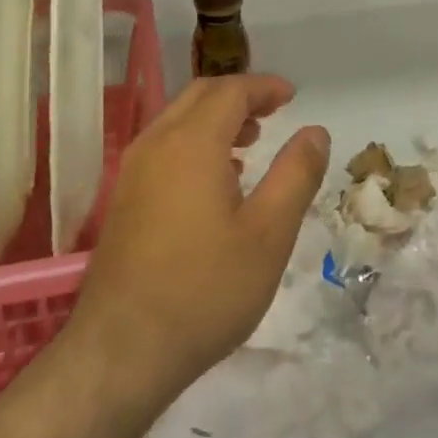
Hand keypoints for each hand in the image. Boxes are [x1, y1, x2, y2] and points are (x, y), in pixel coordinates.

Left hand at [67, 74, 329, 406]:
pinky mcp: (124, 199)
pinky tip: (216, 179)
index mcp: (192, 143)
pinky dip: (194, 141)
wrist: (122, 350)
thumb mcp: (269, 234)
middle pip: (199, 97)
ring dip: (215, 118)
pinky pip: (164, 147)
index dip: (264, 87)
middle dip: (239, 95)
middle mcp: (156, 144)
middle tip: (274, 111)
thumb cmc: (205, 290)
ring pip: (177, 120)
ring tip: (251, 142)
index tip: (292, 96)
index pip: (230, 91)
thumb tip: (315, 132)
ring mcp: (133, 172)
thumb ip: (296, 175)